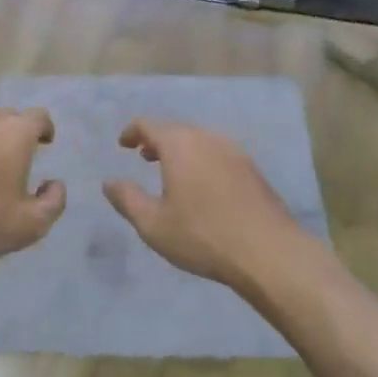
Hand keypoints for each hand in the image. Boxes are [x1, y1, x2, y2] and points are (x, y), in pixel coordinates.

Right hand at [102, 119, 302, 290]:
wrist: (268, 251)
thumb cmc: (201, 235)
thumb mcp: (153, 224)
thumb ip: (127, 199)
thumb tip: (109, 182)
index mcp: (180, 145)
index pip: (150, 125)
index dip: (132, 132)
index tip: (123, 144)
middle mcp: (209, 139)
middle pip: (177, 130)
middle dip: (157, 140)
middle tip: (144, 157)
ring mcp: (236, 153)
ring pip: (201, 142)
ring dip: (182, 151)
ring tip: (171, 172)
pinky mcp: (253, 171)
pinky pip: (219, 156)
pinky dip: (202, 161)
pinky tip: (202, 187)